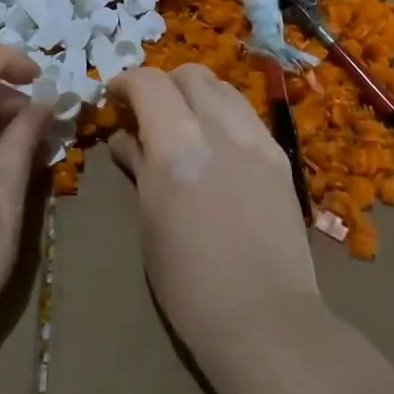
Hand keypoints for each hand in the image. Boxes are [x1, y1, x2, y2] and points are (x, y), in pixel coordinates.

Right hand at [110, 66, 321, 365]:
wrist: (265, 319)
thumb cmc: (188, 281)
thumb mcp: (149, 220)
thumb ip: (138, 166)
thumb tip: (124, 139)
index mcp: (177, 143)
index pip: (148, 82)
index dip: (125, 82)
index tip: (114, 99)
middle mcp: (219, 126)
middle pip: (189, 74)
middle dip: (162, 84)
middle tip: (148, 113)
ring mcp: (256, 138)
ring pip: (222, 87)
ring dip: (195, 94)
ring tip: (184, 125)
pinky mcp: (279, 156)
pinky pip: (246, 114)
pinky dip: (223, 114)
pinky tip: (217, 146)